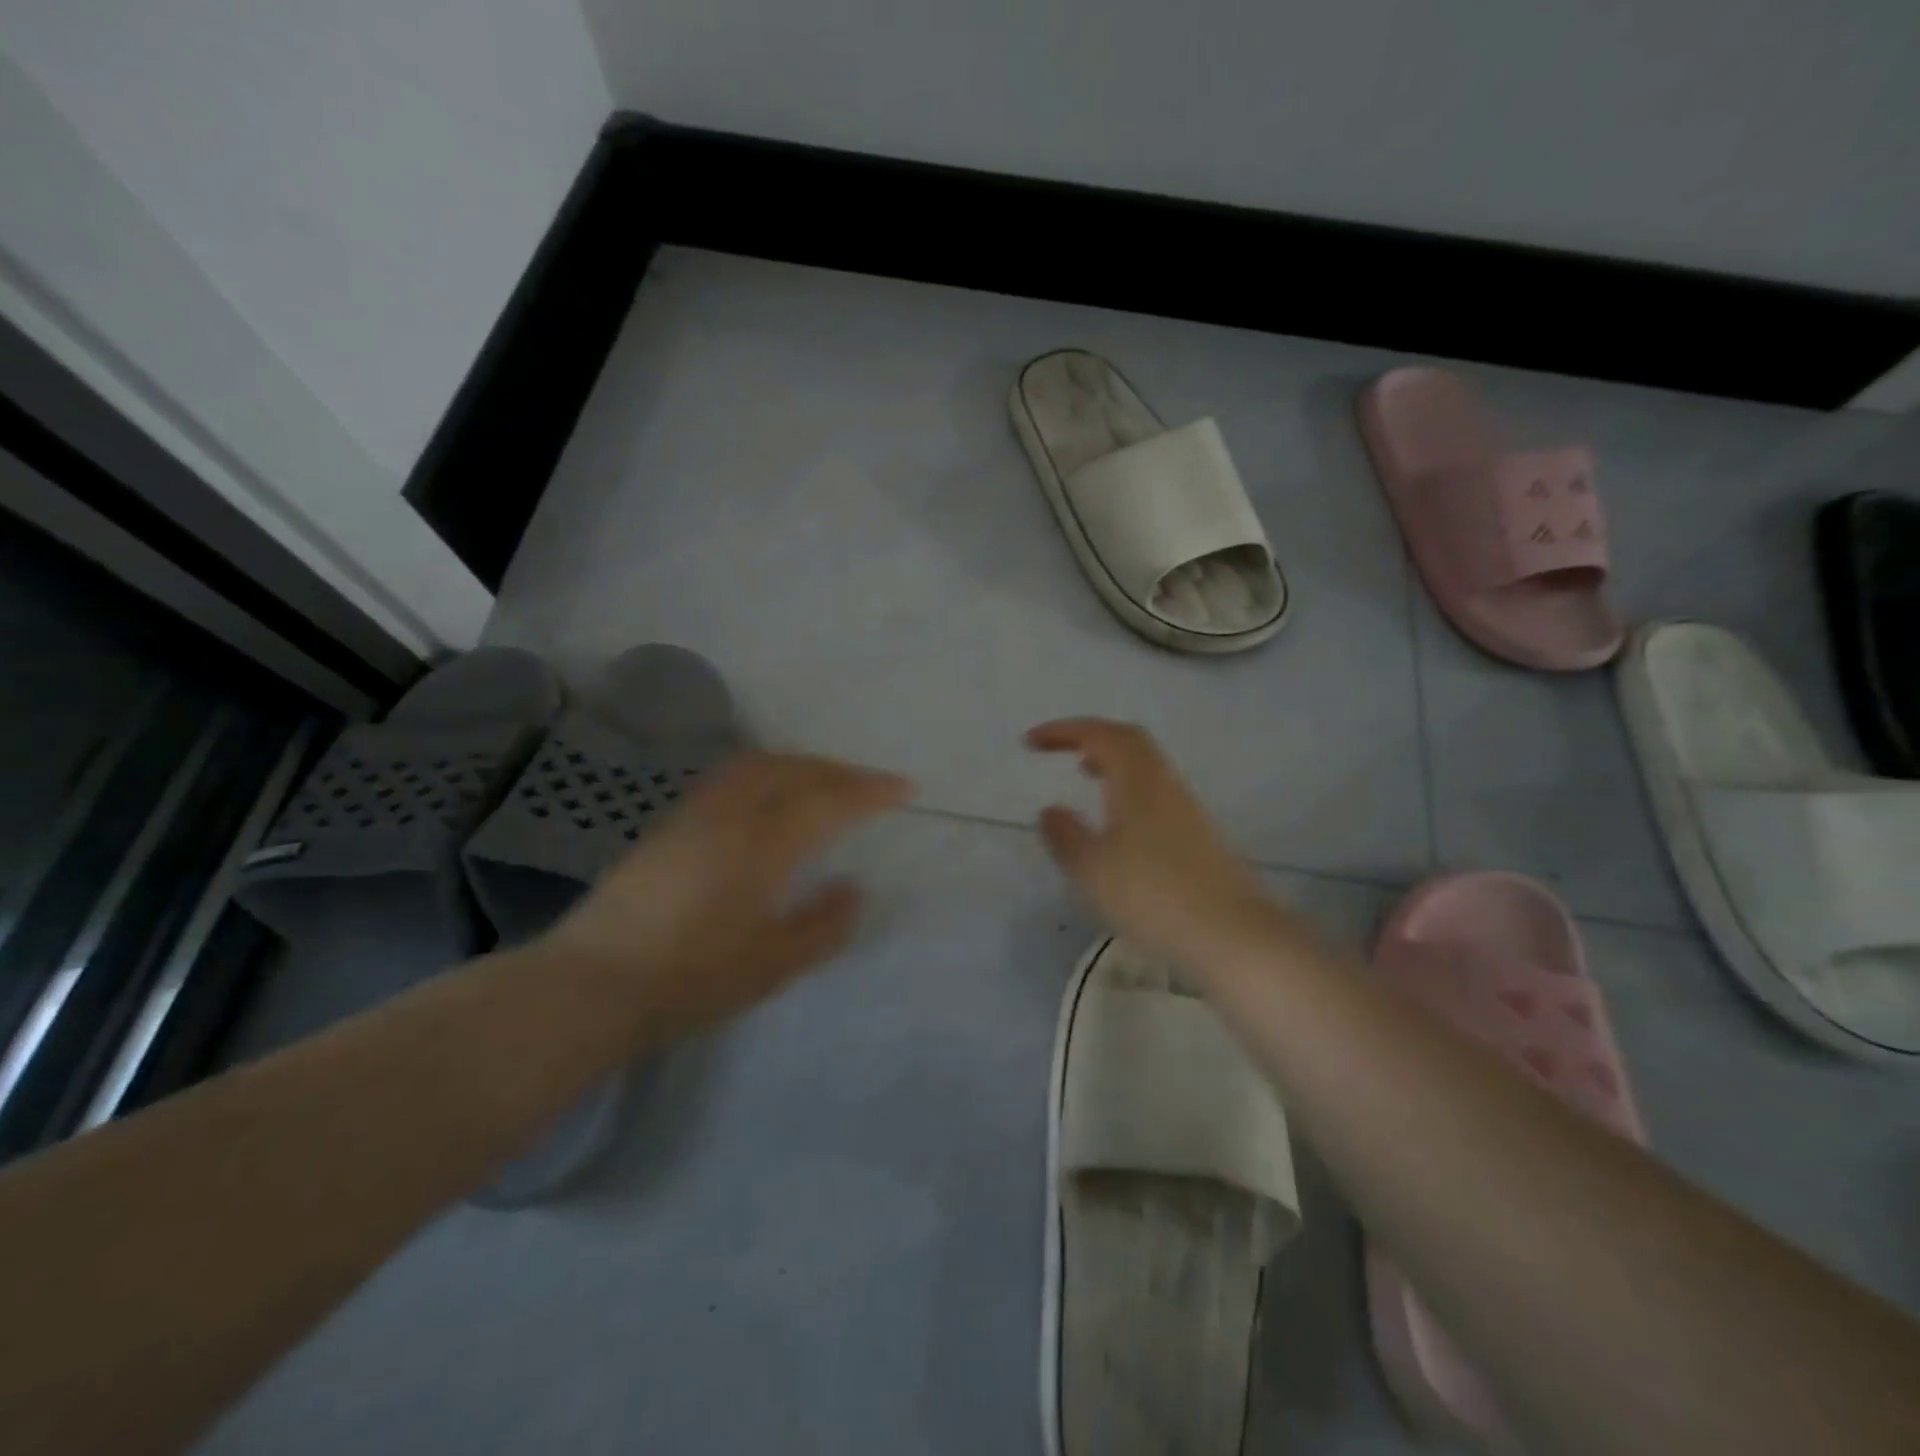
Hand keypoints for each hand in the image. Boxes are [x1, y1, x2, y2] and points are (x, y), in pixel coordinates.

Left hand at [536, 752, 911, 1036]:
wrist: (591, 985)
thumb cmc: (690, 980)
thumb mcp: (771, 965)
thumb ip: (822, 925)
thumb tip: (855, 888)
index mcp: (762, 845)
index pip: (828, 800)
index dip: (870, 790)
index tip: (904, 787)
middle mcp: (730, 815)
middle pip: (792, 769)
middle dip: (837, 770)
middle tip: (868, 784)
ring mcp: (693, 815)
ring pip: (756, 766)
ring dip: (799, 765)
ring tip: (823, 782)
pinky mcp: (668, 826)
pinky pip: (730, 779)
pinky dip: (766, 774)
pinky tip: (767, 799)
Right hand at [1026, 718, 1285, 967]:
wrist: (1231, 934)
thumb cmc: (1152, 895)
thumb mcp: (1092, 869)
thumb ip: (1065, 835)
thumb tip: (1050, 810)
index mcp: (1137, 780)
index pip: (1100, 734)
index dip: (1064, 731)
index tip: (1030, 742)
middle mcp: (1165, 783)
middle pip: (1128, 741)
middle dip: (1090, 737)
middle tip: (1058, 750)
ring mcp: (1186, 808)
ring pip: (1145, 766)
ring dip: (1110, 761)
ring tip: (1083, 776)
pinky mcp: (1198, 834)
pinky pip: (1155, 790)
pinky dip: (1126, 787)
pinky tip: (1116, 820)